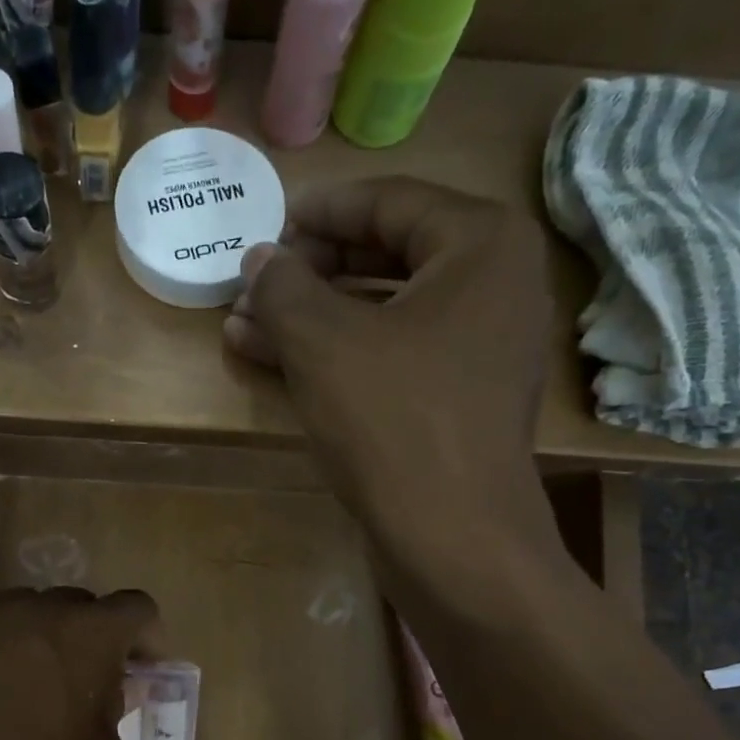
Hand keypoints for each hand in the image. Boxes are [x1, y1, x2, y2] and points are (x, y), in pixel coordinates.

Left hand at [0, 587, 157, 739]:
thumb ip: (116, 713)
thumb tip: (112, 689)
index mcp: (86, 635)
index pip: (135, 607)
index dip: (147, 635)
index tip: (143, 669)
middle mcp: (34, 612)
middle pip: (80, 604)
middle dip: (95, 637)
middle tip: (91, 685)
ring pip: (30, 612)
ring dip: (46, 639)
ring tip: (36, 688)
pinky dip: (2, 653)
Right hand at [225, 177, 567, 602]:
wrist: (452, 538)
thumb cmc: (394, 422)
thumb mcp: (323, 343)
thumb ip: (283, 287)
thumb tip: (258, 260)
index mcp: (482, 246)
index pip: (389, 201)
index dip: (319, 212)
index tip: (266, 227)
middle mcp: (494, 287)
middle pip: (386, 255)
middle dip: (309, 272)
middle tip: (253, 283)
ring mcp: (479, 349)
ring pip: (382, 313)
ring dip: (311, 318)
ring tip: (245, 324)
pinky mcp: (457, 400)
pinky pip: (390, 357)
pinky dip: (336, 356)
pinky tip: (274, 361)